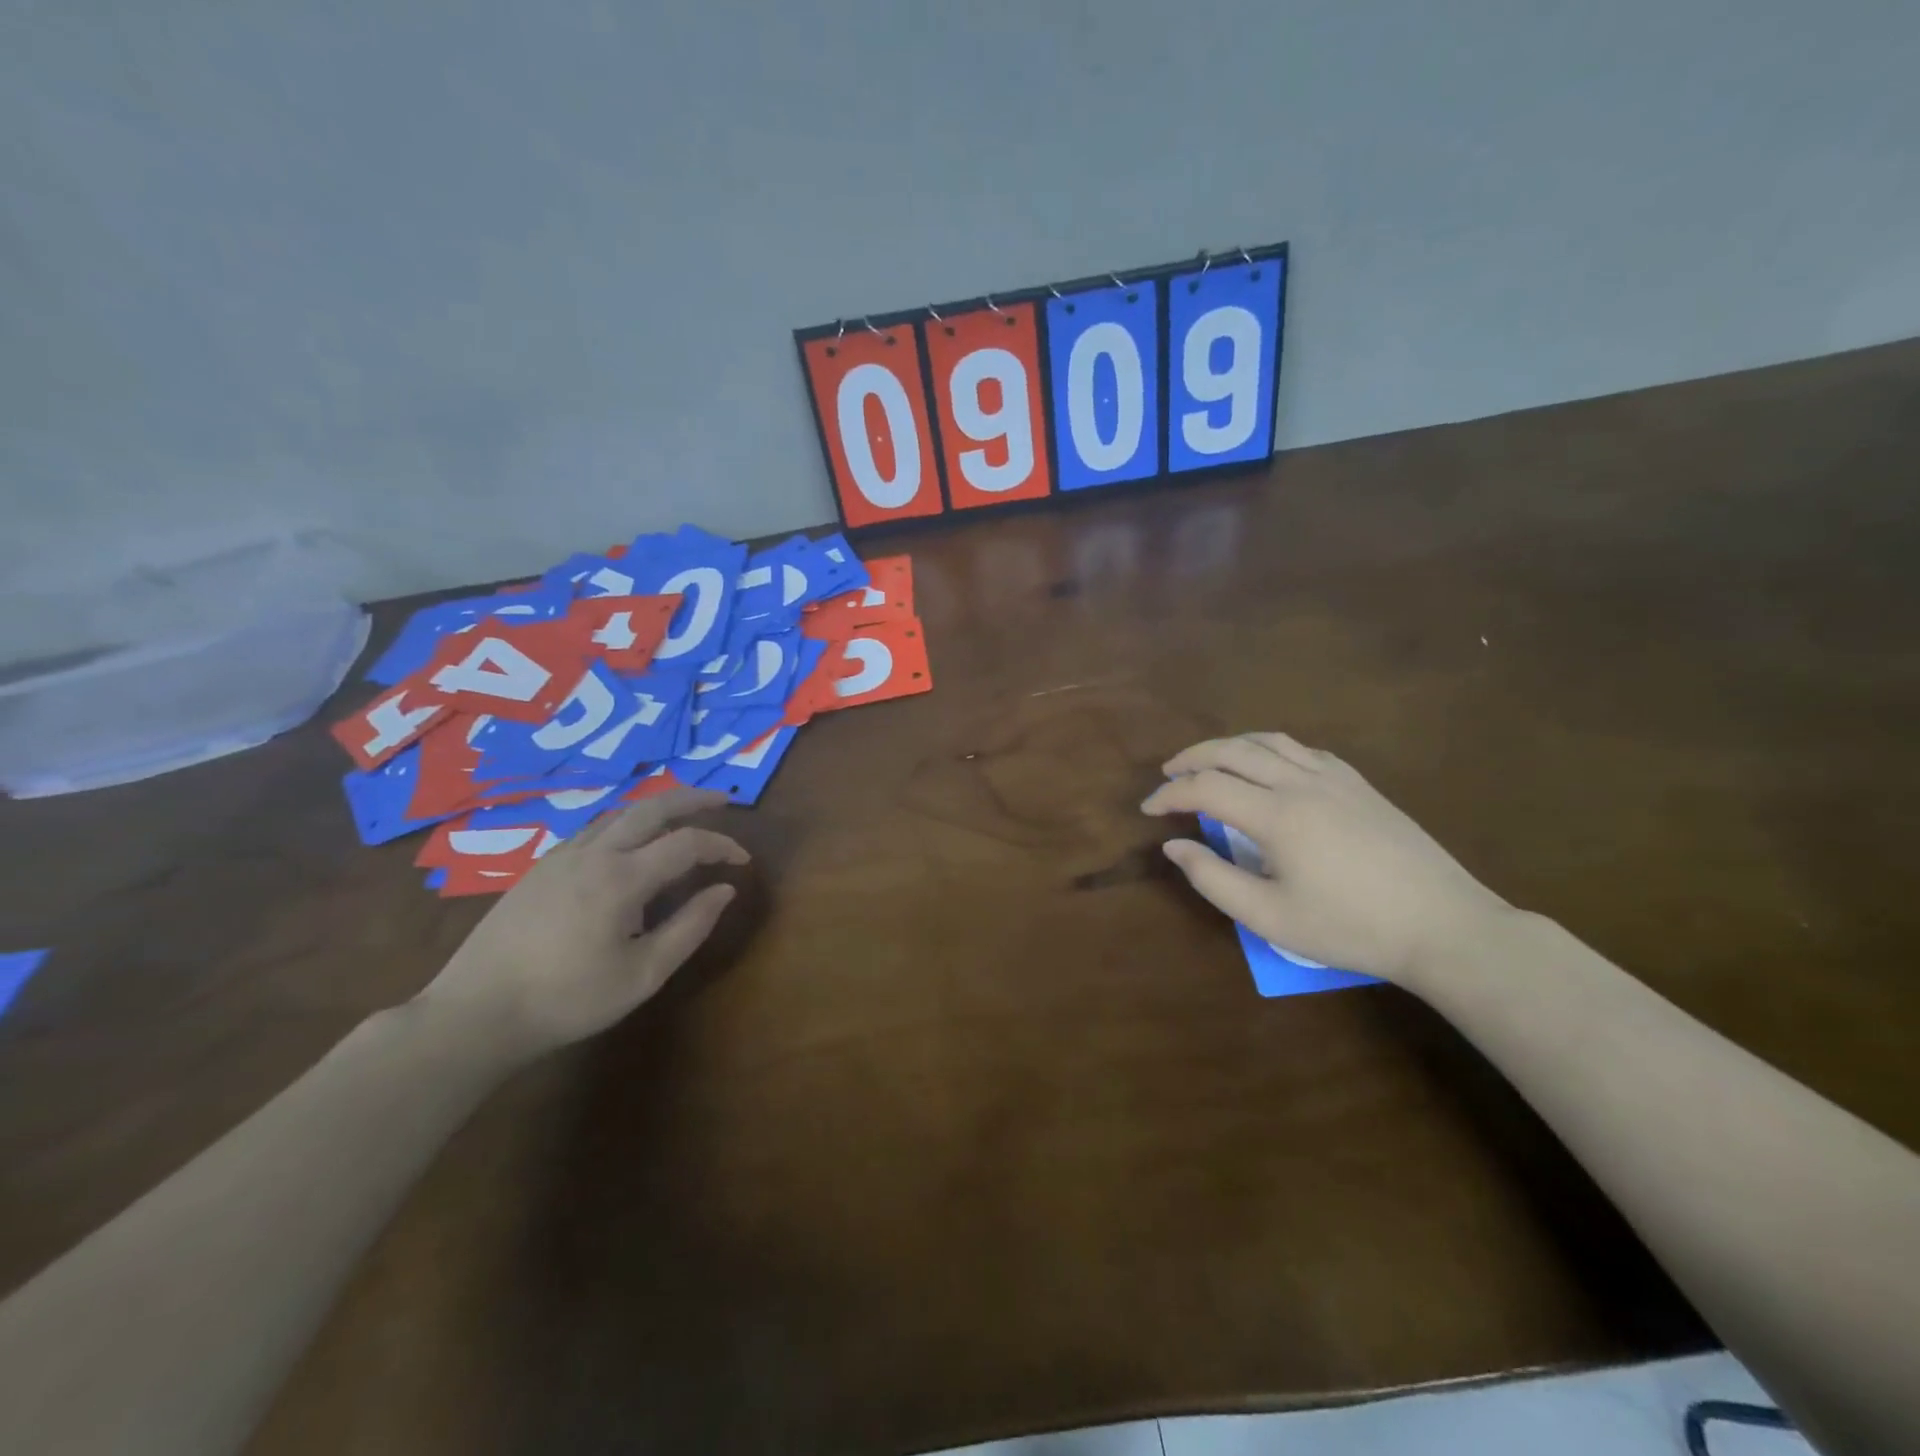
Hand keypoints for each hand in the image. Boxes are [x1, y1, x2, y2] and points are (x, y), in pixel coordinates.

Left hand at [417, 787, 748, 1060]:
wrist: (474, 1014)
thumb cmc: (567, 999)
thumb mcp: (643, 974)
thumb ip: (690, 927)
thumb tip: (725, 890)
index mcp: (622, 877)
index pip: (687, 843)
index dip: (722, 845)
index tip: (743, 862)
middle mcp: (593, 853)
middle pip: (651, 806)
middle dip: (693, 798)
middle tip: (723, 799)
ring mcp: (561, 857)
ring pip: (619, 813)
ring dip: (657, 807)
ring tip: (682, 815)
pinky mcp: (539, 869)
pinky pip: (594, 829)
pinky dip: (626, 823)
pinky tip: (629, 844)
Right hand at [1142, 733, 1510, 985]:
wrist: (1444, 926)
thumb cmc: (1351, 928)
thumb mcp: (1270, 917)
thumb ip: (1213, 879)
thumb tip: (1175, 846)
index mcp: (1277, 815)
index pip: (1206, 787)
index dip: (1170, 794)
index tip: (1148, 809)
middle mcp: (1301, 783)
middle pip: (1232, 751)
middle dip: (1191, 758)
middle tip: (1167, 775)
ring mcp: (1335, 779)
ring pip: (1268, 741)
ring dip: (1228, 746)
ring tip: (1208, 763)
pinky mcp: (1359, 784)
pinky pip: (1302, 750)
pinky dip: (1269, 750)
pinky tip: (1267, 768)